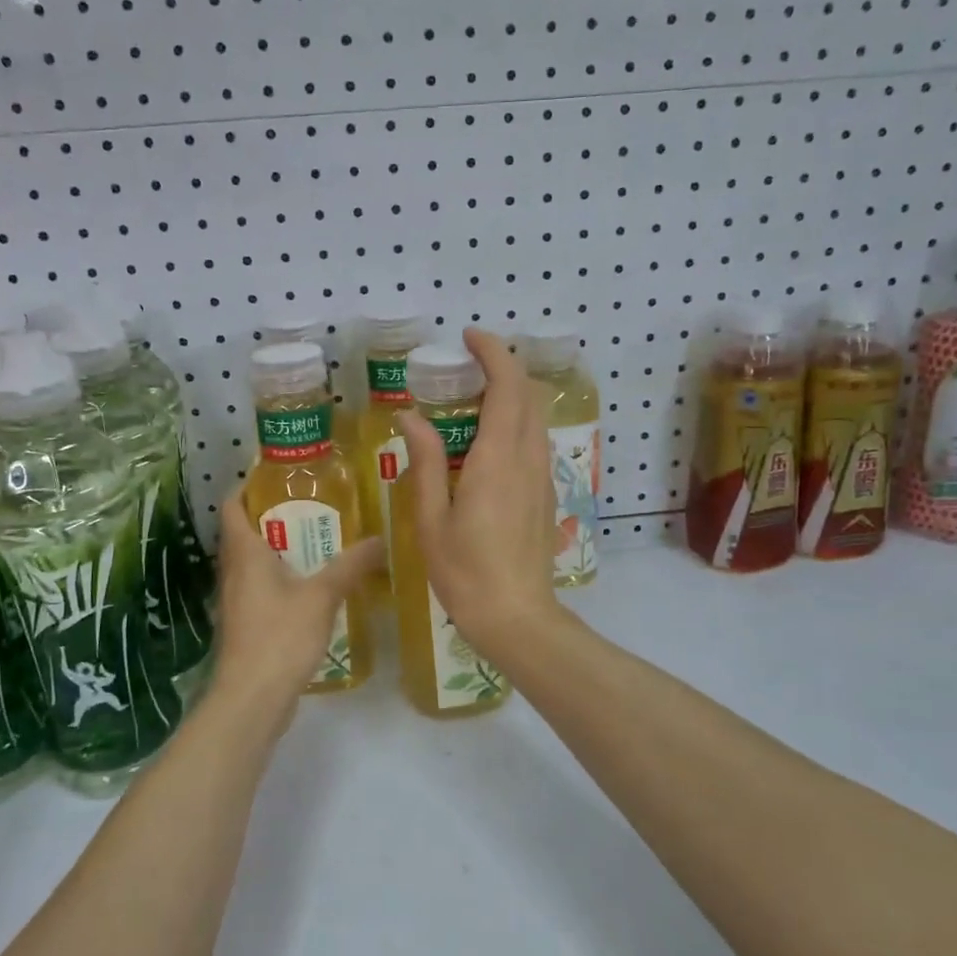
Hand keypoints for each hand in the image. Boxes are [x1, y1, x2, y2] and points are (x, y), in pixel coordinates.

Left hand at [207, 487, 382, 726]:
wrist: (252, 699)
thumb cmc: (279, 637)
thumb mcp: (321, 596)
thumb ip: (350, 565)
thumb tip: (380, 538)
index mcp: (244, 553)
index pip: (232, 505)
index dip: (247, 485)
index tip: (276, 473)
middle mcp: (234, 571)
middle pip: (244, 531)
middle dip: (273, 514)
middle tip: (311, 502)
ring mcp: (237, 599)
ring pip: (254, 561)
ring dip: (279, 547)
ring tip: (318, 537)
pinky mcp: (247, 623)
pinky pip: (262, 586)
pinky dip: (282, 576)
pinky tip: (311, 582)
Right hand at [397, 328, 564, 663]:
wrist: (517, 618)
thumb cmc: (465, 573)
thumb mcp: (431, 520)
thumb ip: (424, 463)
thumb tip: (411, 417)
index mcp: (497, 460)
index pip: (506, 387)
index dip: (492, 353)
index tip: (468, 337)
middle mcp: (527, 459)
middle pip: (527, 394)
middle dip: (502, 366)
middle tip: (465, 364)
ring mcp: (541, 476)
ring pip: (534, 416)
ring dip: (510, 393)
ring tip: (472, 396)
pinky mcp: (545, 493)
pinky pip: (534, 440)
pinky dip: (515, 420)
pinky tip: (486, 439)